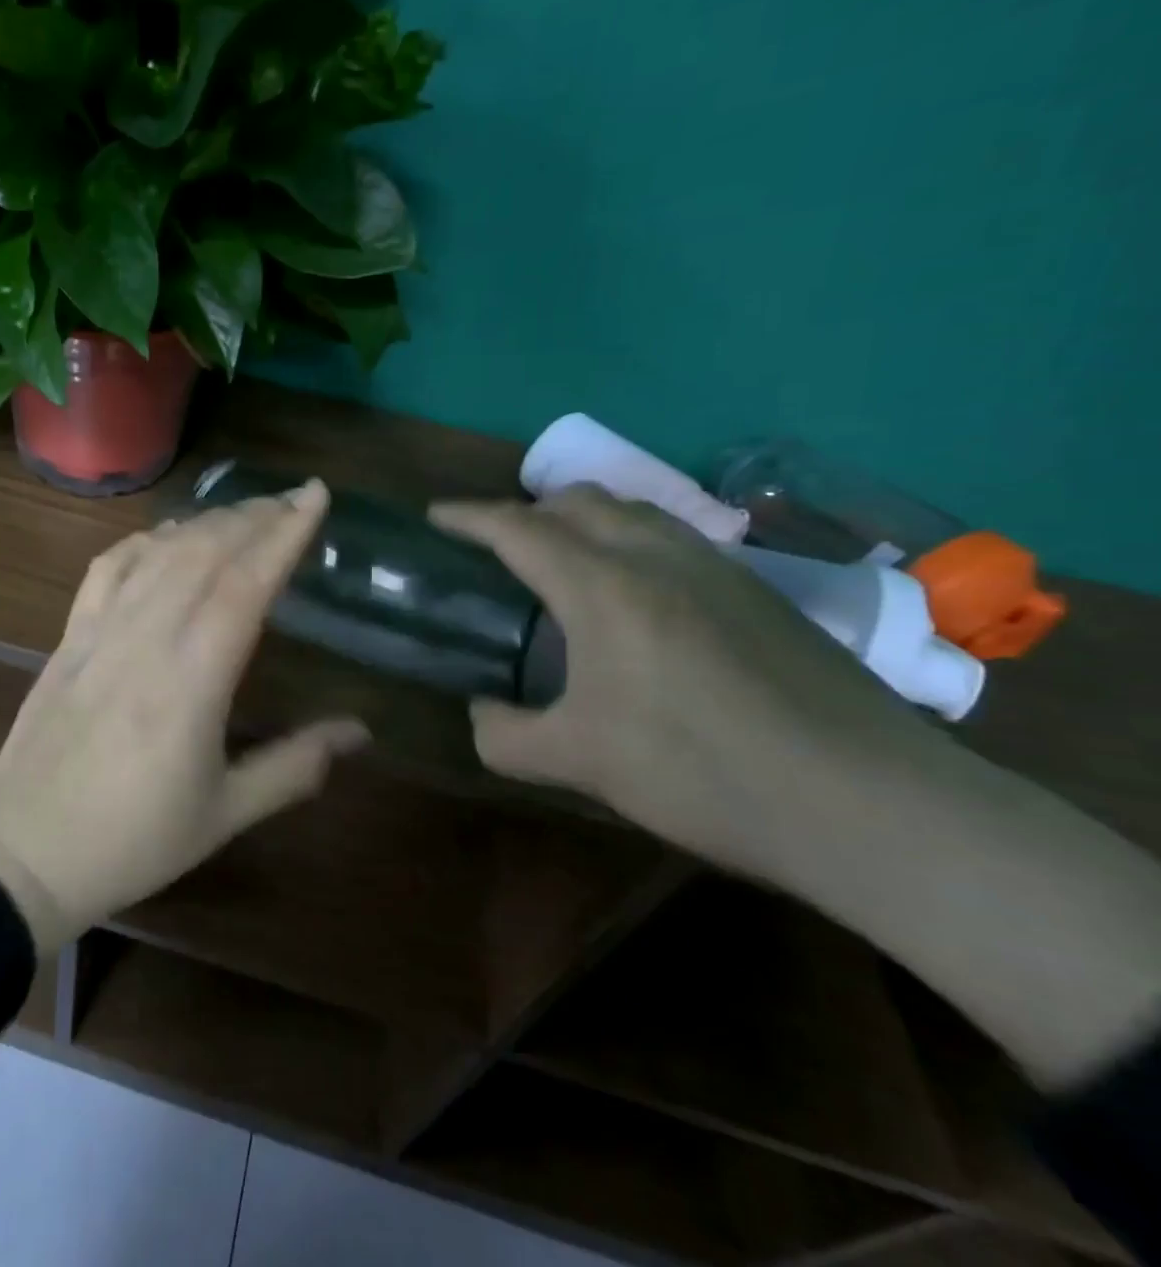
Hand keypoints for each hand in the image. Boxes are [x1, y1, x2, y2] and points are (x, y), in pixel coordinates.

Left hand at [0, 481, 368, 955]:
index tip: (314, 496)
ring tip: (244, 512)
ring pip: (158, 553)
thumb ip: (296, 766)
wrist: (24, 853)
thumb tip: (361, 731)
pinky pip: (108, 569)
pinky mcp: (69, 637)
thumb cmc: (133, 841)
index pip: (245, 585)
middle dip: (254, 516)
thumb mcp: (225, 814)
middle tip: (291, 499)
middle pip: (204, 552)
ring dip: (206, 521)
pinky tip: (165, 536)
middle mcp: (146, 639)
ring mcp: (100, 632)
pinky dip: (143, 541)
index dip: (284, 534)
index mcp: (192, 681)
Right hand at [434, 487, 1160, 1088]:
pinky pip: (673, 539)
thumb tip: (482, 715)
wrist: (869, 804)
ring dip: (583, 520)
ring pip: (633, 512)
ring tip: (561, 562)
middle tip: (497, 547)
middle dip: (527, 510)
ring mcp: (718, 569)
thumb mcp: (579, 763)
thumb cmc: (701, 771)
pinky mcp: (759, 593)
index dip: (469, 517)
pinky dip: (630, 542)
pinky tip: (635, 597)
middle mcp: (658, 557)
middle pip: (579, 501)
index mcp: (604, 587)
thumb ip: (506, 737)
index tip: (435, 517)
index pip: (519, 527)